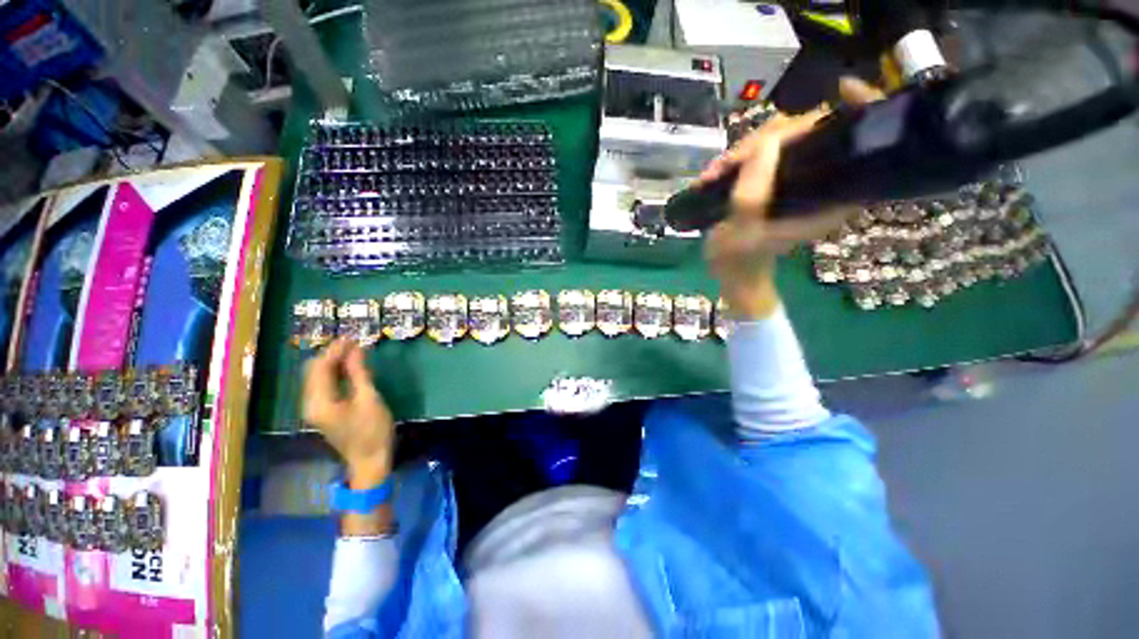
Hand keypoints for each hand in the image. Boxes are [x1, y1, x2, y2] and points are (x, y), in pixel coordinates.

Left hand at [302, 338, 394, 485]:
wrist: (370, 461)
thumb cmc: (372, 430)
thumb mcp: (369, 398)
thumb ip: (358, 373)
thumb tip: (355, 349)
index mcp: (319, 402)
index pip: (320, 368)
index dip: (334, 351)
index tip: (351, 337)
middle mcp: (310, 404)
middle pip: (314, 372)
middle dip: (331, 355)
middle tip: (353, 343)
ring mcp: (315, 409)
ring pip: (317, 378)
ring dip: (333, 364)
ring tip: (353, 352)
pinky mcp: (323, 412)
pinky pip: (323, 386)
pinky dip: (334, 374)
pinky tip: (349, 369)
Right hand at [699, 77, 884, 319]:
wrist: (731, 273)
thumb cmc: (738, 260)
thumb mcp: (741, 234)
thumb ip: (752, 196)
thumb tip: (766, 146)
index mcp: (828, 197)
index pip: (856, 144)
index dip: (858, 111)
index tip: (842, 89)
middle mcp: (820, 183)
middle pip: (810, 133)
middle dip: (767, 139)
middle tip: (729, 163)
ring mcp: (797, 180)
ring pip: (782, 141)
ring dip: (744, 151)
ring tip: (714, 173)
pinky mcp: (777, 181)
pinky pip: (765, 154)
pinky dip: (739, 158)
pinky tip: (717, 173)